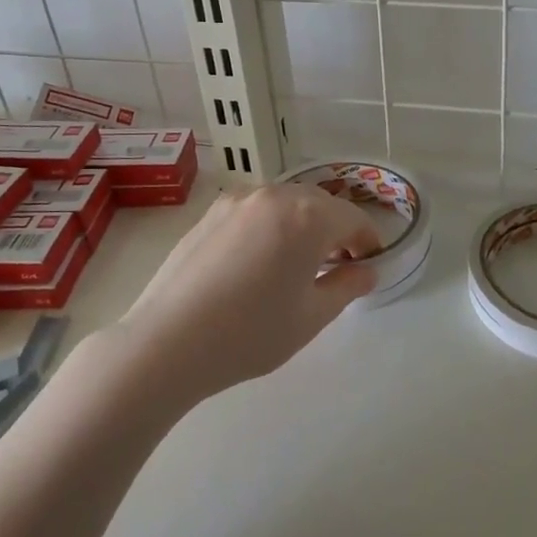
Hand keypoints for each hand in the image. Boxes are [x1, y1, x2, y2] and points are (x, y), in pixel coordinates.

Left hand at [107, 184, 382, 408]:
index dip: (367, 242)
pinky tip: (259, 261)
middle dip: (335, 231)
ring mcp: (239, 200)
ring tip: (296, 264)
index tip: (368, 266)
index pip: (353, 219)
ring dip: (302, 225)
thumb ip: (346, 286)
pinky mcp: (212, 212)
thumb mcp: (311, 317)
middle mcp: (275, 195)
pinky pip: (256, 210)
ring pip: (287, 203)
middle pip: (321, 205)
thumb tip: (366, 271)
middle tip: (335, 268)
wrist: (167, 341)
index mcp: (308, 216)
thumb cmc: (250, 333)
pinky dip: (271, 226)